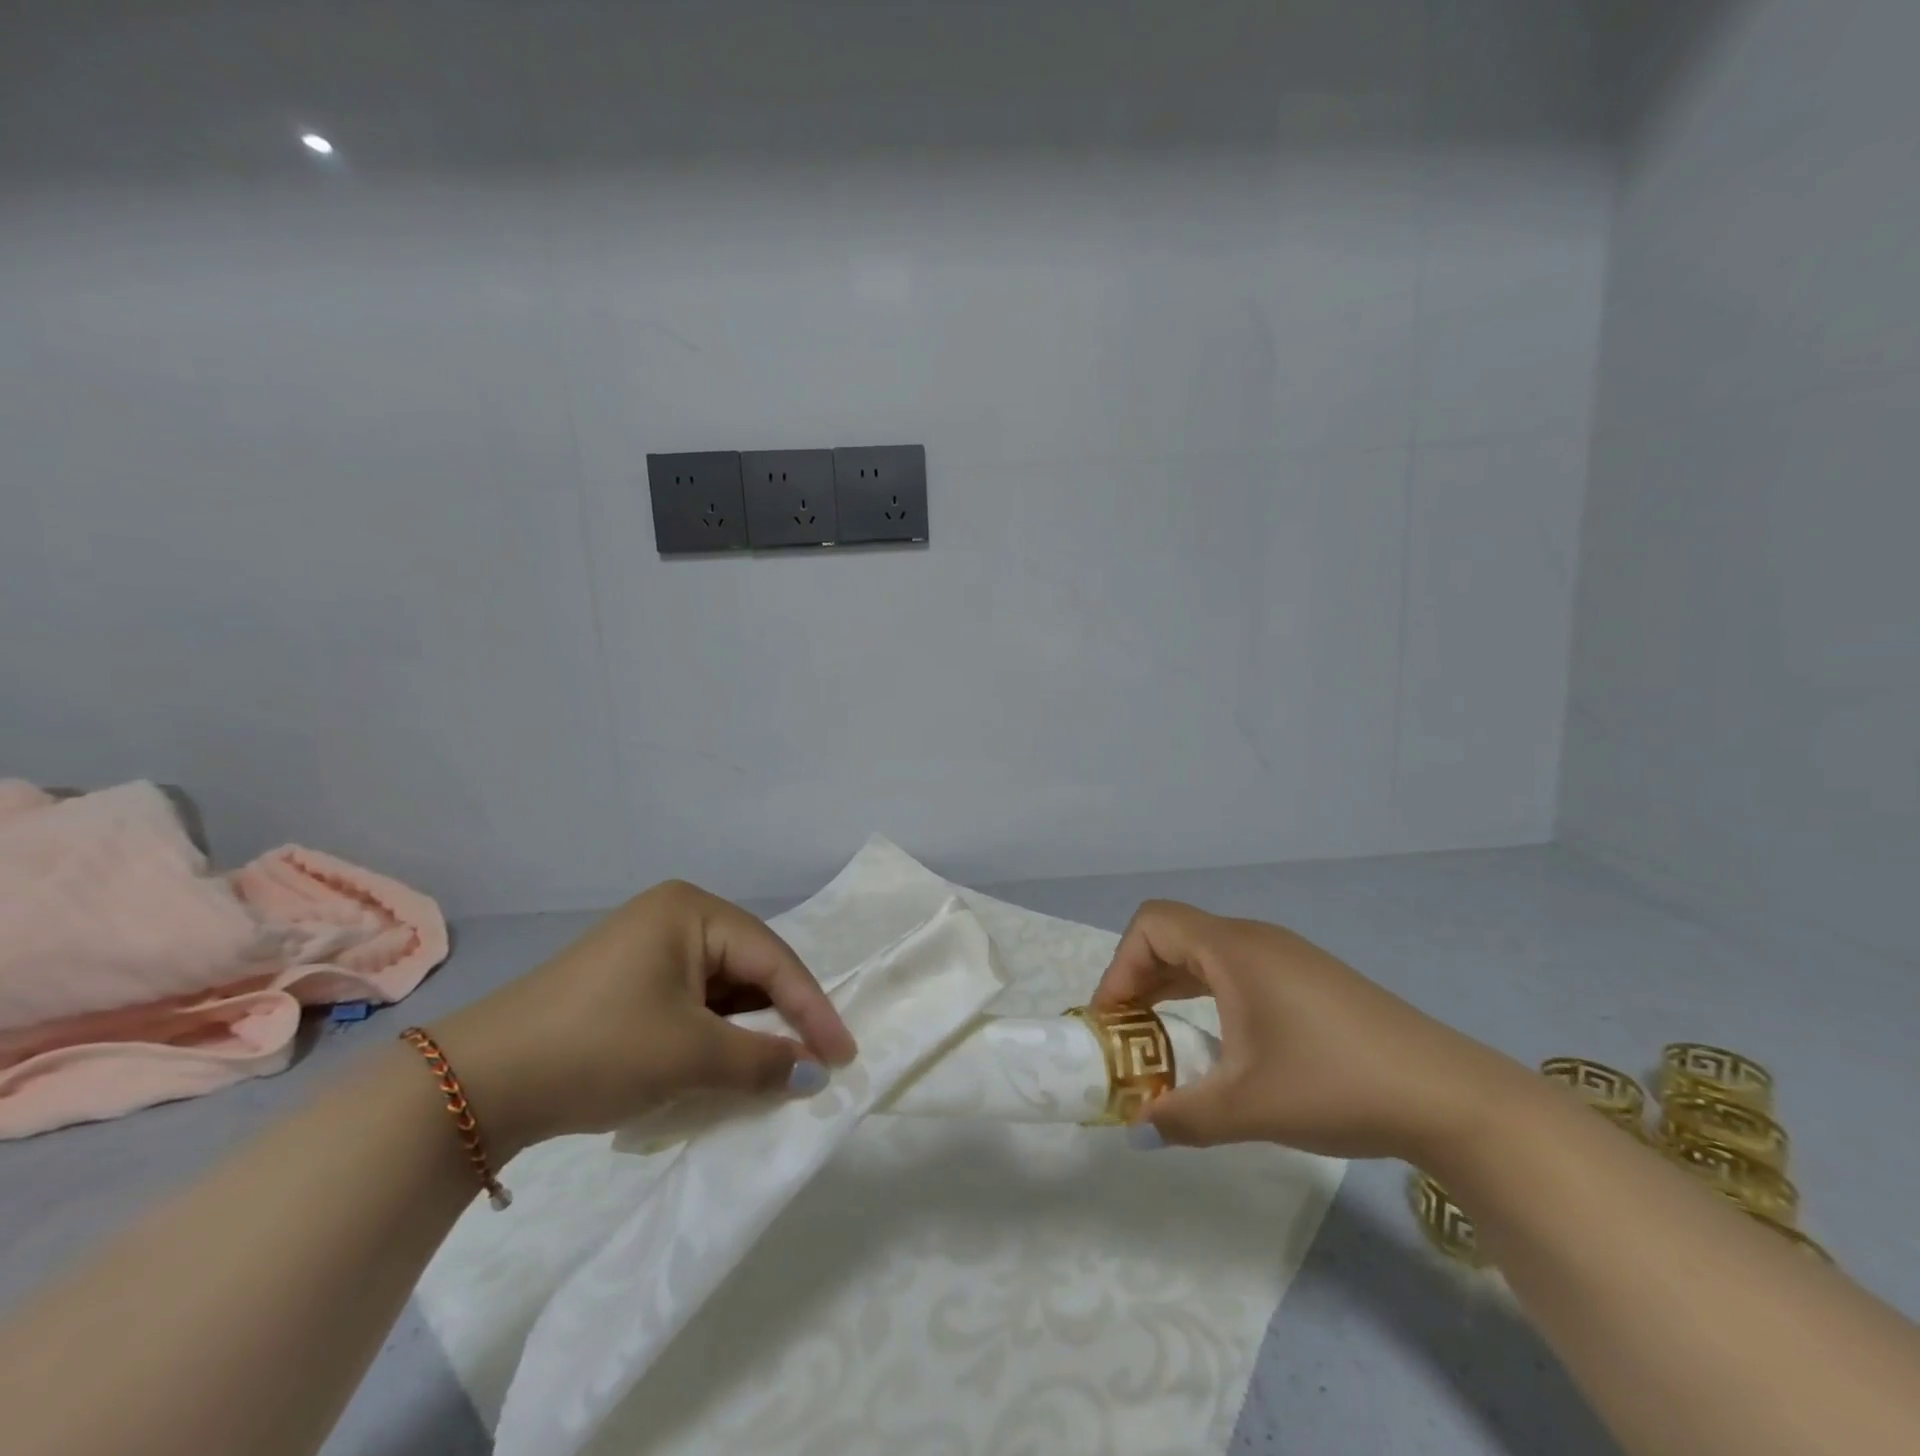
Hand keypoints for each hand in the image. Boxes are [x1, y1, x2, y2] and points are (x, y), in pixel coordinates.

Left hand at [432, 880, 856, 1155]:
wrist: (476, 1085)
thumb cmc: (598, 1048)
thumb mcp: (691, 1055)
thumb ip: (764, 1060)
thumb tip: (817, 1075)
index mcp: (693, 911)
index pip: (773, 959)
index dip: (813, 1009)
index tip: (845, 1055)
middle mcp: (675, 917)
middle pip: (750, 968)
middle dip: (783, 1016)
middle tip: (818, 1061)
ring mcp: (647, 948)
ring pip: (722, 988)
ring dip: (749, 1028)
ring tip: (780, 1067)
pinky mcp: (628, 982)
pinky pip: (692, 1002)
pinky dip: (715, 1033)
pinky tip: (729, 1062)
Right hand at [1091, 900, 1524, 1160]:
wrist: (1449, 1095)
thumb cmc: (1335, 1084)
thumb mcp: (1247, 1107)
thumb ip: (1181, 1118)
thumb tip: (1136, 1132)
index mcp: (1233, 950)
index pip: (1152, 925)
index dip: (1120, 966)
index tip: (1113, 1019)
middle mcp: (1255, 939)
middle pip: (1175, 935)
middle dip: (1140, 978)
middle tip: (1128, 1031)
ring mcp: (1287, 956)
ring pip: (1208, 952)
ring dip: (1174, 985)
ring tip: (1163, 1036)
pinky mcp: (1310, 978)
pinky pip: (1238, 968)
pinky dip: (1209, 992)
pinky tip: (1221, 1039)